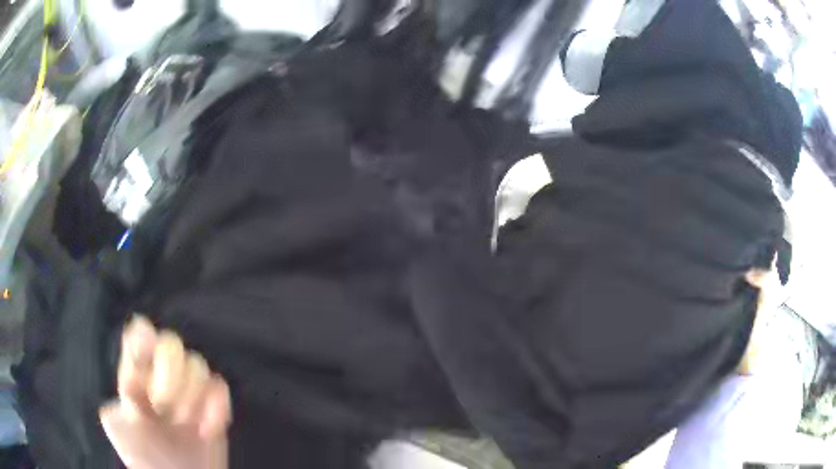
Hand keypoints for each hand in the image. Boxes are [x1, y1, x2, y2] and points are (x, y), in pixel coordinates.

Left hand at [100, 316, 231, 468]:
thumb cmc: (145, 457)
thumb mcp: (121, 431)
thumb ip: (120, 399)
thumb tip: (130, 377)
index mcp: (135, 375)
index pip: (138, 335)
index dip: (144, 337)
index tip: (145, 353)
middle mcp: (162, 375)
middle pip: (171, 343)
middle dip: (170, 375)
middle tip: (163, 408)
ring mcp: (189, 391)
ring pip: (198, 364)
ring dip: (191, 396)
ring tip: (185, 425)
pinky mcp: (213, 407)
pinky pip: (220, 389)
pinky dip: (216, 409)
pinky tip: (206, 432)